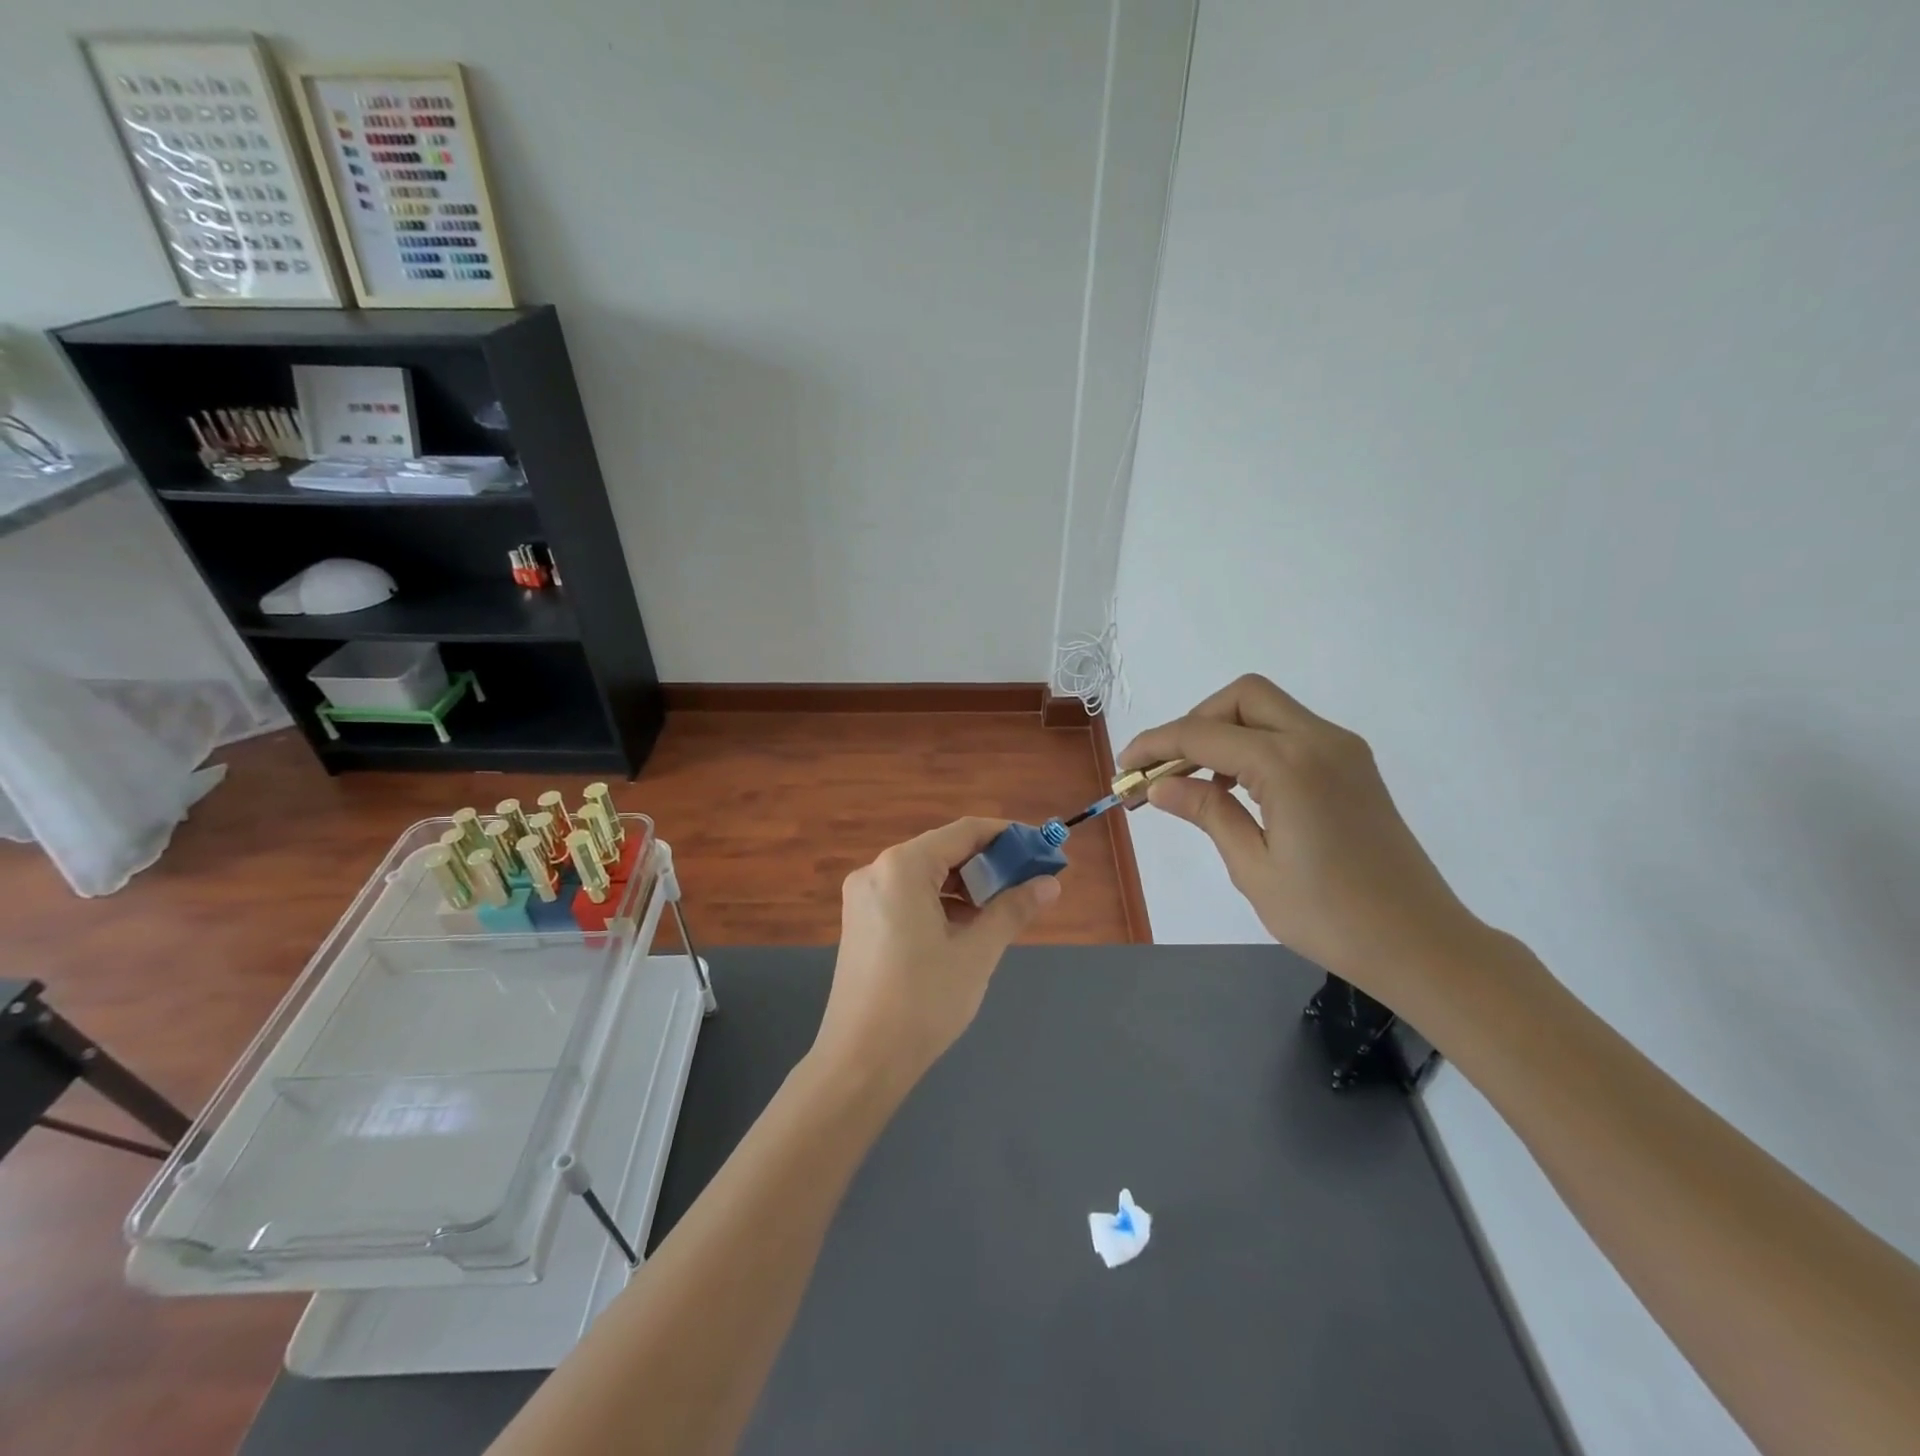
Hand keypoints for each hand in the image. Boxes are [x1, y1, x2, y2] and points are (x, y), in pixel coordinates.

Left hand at [815, 818, 1060, 1088]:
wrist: (860, 1062)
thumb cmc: (923, 1002)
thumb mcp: (977, 953)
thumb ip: (1013, 909)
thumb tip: (1050, 883)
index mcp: (902, 867)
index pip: (964, 832)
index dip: (1007, 836)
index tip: (1041, 848)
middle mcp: (877, 870)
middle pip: (943, 851)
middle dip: (988, 863)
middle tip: (1029, 881)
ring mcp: (863, 897)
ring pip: (926, 875)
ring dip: (966, 886)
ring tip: (1003, 908)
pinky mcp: (860, 922)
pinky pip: (908, 897)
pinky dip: (940, 903)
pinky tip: (966, 928)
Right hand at [1120, 675, 1480, 1005]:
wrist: (1421, 944)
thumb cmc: (1330, 916)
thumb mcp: (1253, 867)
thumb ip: (1207, 812)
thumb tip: (1159, 785)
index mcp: (1288, 764)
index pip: (1203, 734)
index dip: (1155, 746)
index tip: (1124, 770)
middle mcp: (1318, 740)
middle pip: (1241, 697)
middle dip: (1194, 723)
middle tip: (1167, 770)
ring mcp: (1342, 750)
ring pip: (1268, 709)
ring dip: (1223, 732)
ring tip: (1195, 782)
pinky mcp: (1353, 766)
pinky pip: (1291, 732)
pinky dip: (1254, 744)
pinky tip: (1238, 788)